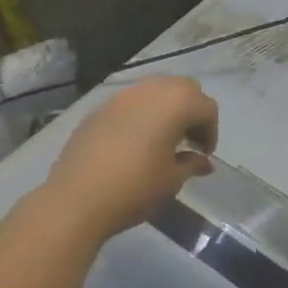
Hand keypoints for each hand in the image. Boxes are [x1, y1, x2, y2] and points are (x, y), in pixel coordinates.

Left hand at [43, 77, 218, 240]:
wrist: (76, 199)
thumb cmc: (135, 188)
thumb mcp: (172, 179)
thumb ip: (192, 164)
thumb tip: (204, 162)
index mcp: (176, 104)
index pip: (207, 107)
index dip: (211, 131)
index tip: (204, 154)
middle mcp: (150, 90)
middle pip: (183, 88)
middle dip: (192, 111)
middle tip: (189, 141)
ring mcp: (122, 96)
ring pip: (155, 91)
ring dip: (166, 109)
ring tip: (163, 139)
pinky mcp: (99, 108)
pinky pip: (131, 103)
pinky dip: (142, 114)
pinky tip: (135, 142)